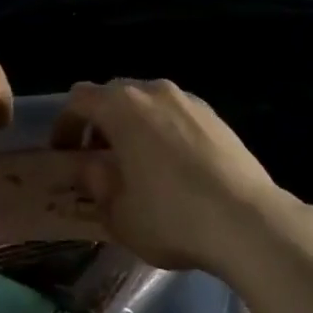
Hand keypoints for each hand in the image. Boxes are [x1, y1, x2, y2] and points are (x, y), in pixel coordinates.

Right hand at [49, 79, 289, 276]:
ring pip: (148, 103)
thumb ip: (96, 182)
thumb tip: (91, 166)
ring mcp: (188, 100)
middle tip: (99, 159)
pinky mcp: (215, 115)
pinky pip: (176, 114)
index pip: (79, 100)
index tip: (64, 154)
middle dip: (100, 123)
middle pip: (114, 95)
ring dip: (134, 125)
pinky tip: (174, 167)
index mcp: (122, 106)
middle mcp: (153, 91)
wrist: (247, 220)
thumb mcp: (119, 213)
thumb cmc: (171, 216)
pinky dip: (164, 131)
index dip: (65, 125)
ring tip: (137, 164)